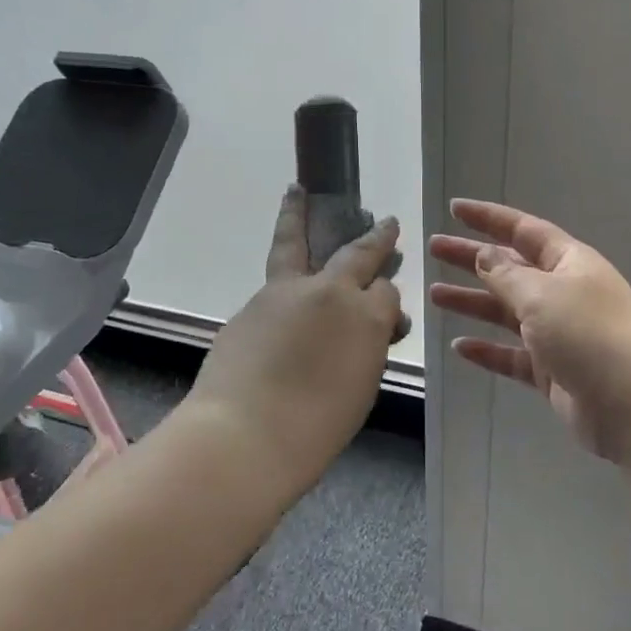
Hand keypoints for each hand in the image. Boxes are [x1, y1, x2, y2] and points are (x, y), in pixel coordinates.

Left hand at [188, 188, 405, 494]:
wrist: (244, 436)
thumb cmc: (315, 428)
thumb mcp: (359, 388)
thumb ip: (364, 350)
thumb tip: (360, 331)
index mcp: (365, 317)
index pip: (386, 292)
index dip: (387, 297)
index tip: (385, 300)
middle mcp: (328, 293)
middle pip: (356, 253)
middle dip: (374, 236)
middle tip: (384, 221)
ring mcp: (283, 293)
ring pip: (293, 244)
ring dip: (298, 218)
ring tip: (296, 194)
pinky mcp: (248, 306)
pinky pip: (272, 285)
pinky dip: (280, 279)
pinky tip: (277, 291)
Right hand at [429, 199, 630, 468]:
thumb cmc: (588, 335)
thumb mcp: (542, 295)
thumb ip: (507, 275)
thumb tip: (484, 255)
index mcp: (570, 264)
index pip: (523, 230)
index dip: (489, 218)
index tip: (454, 209)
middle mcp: (564, 293)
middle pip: (510, 268)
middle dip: (472, 258)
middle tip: (433, 248)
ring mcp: (558, 334)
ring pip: (507, 312)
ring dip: (472, 301)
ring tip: (434, 295)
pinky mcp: (552, 371)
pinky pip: (512, 355)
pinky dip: (487, 350)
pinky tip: (459, 347)